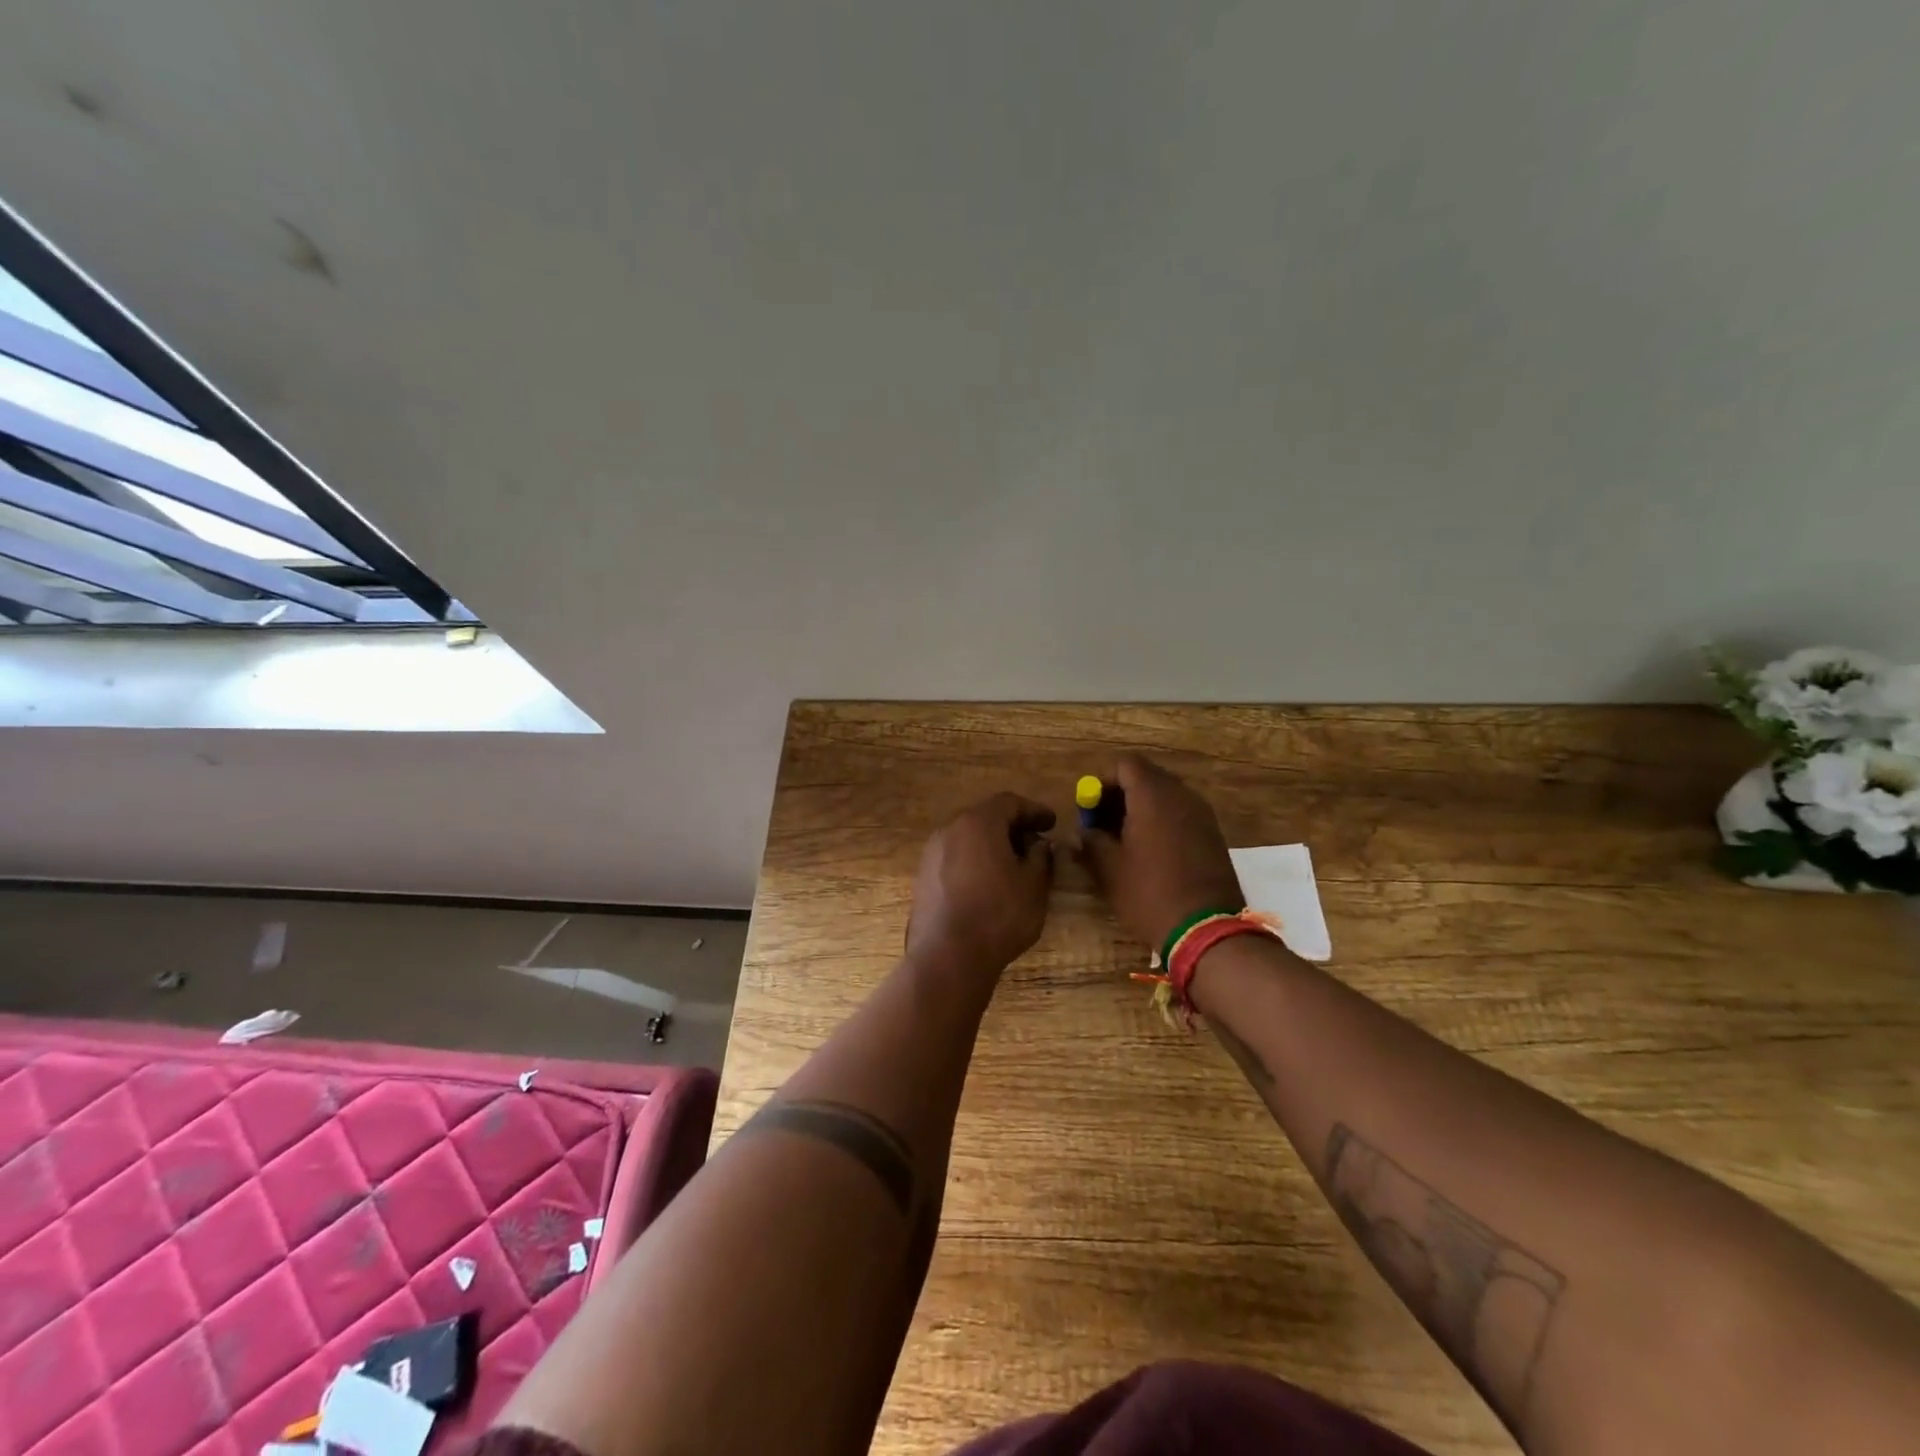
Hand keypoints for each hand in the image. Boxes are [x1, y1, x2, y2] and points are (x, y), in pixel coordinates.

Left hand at [906, 793, 1057, 975]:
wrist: (947, 957)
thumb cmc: (998, 915)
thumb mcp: (1034, 886)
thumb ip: (1041, 857)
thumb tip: (1038, 845)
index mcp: (978, 823)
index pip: (1009, 803)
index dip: (1034, 810)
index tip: (1052, 822)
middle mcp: (949, 830)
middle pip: (985, 818)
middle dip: (1012, 827)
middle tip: (1035, 844)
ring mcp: (931, 854)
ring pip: (967, 839)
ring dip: (992, 846)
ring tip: (1014, 867)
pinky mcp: (922, 878)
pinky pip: (954, 859)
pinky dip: (974, 862)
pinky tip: (988, 885)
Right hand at [1076, 754, 1243, 950]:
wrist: (1207, 929)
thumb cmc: (1150, 894)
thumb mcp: (1109, 870)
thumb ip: (1091, 842)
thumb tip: (1082, 833)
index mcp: (1153, 796)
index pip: (1125, 764)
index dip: (1103, 781)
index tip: (1089, 809)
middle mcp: (1181, 795)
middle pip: (1146, 777)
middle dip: (1120, 795)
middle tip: (1102, 824)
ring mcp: (1202, 814)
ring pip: (1165, 795)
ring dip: (1141, 809)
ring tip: (1124, 840)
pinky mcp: (1213, 834)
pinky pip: (1181, 813)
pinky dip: (1161, 821)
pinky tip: (1150, 851)